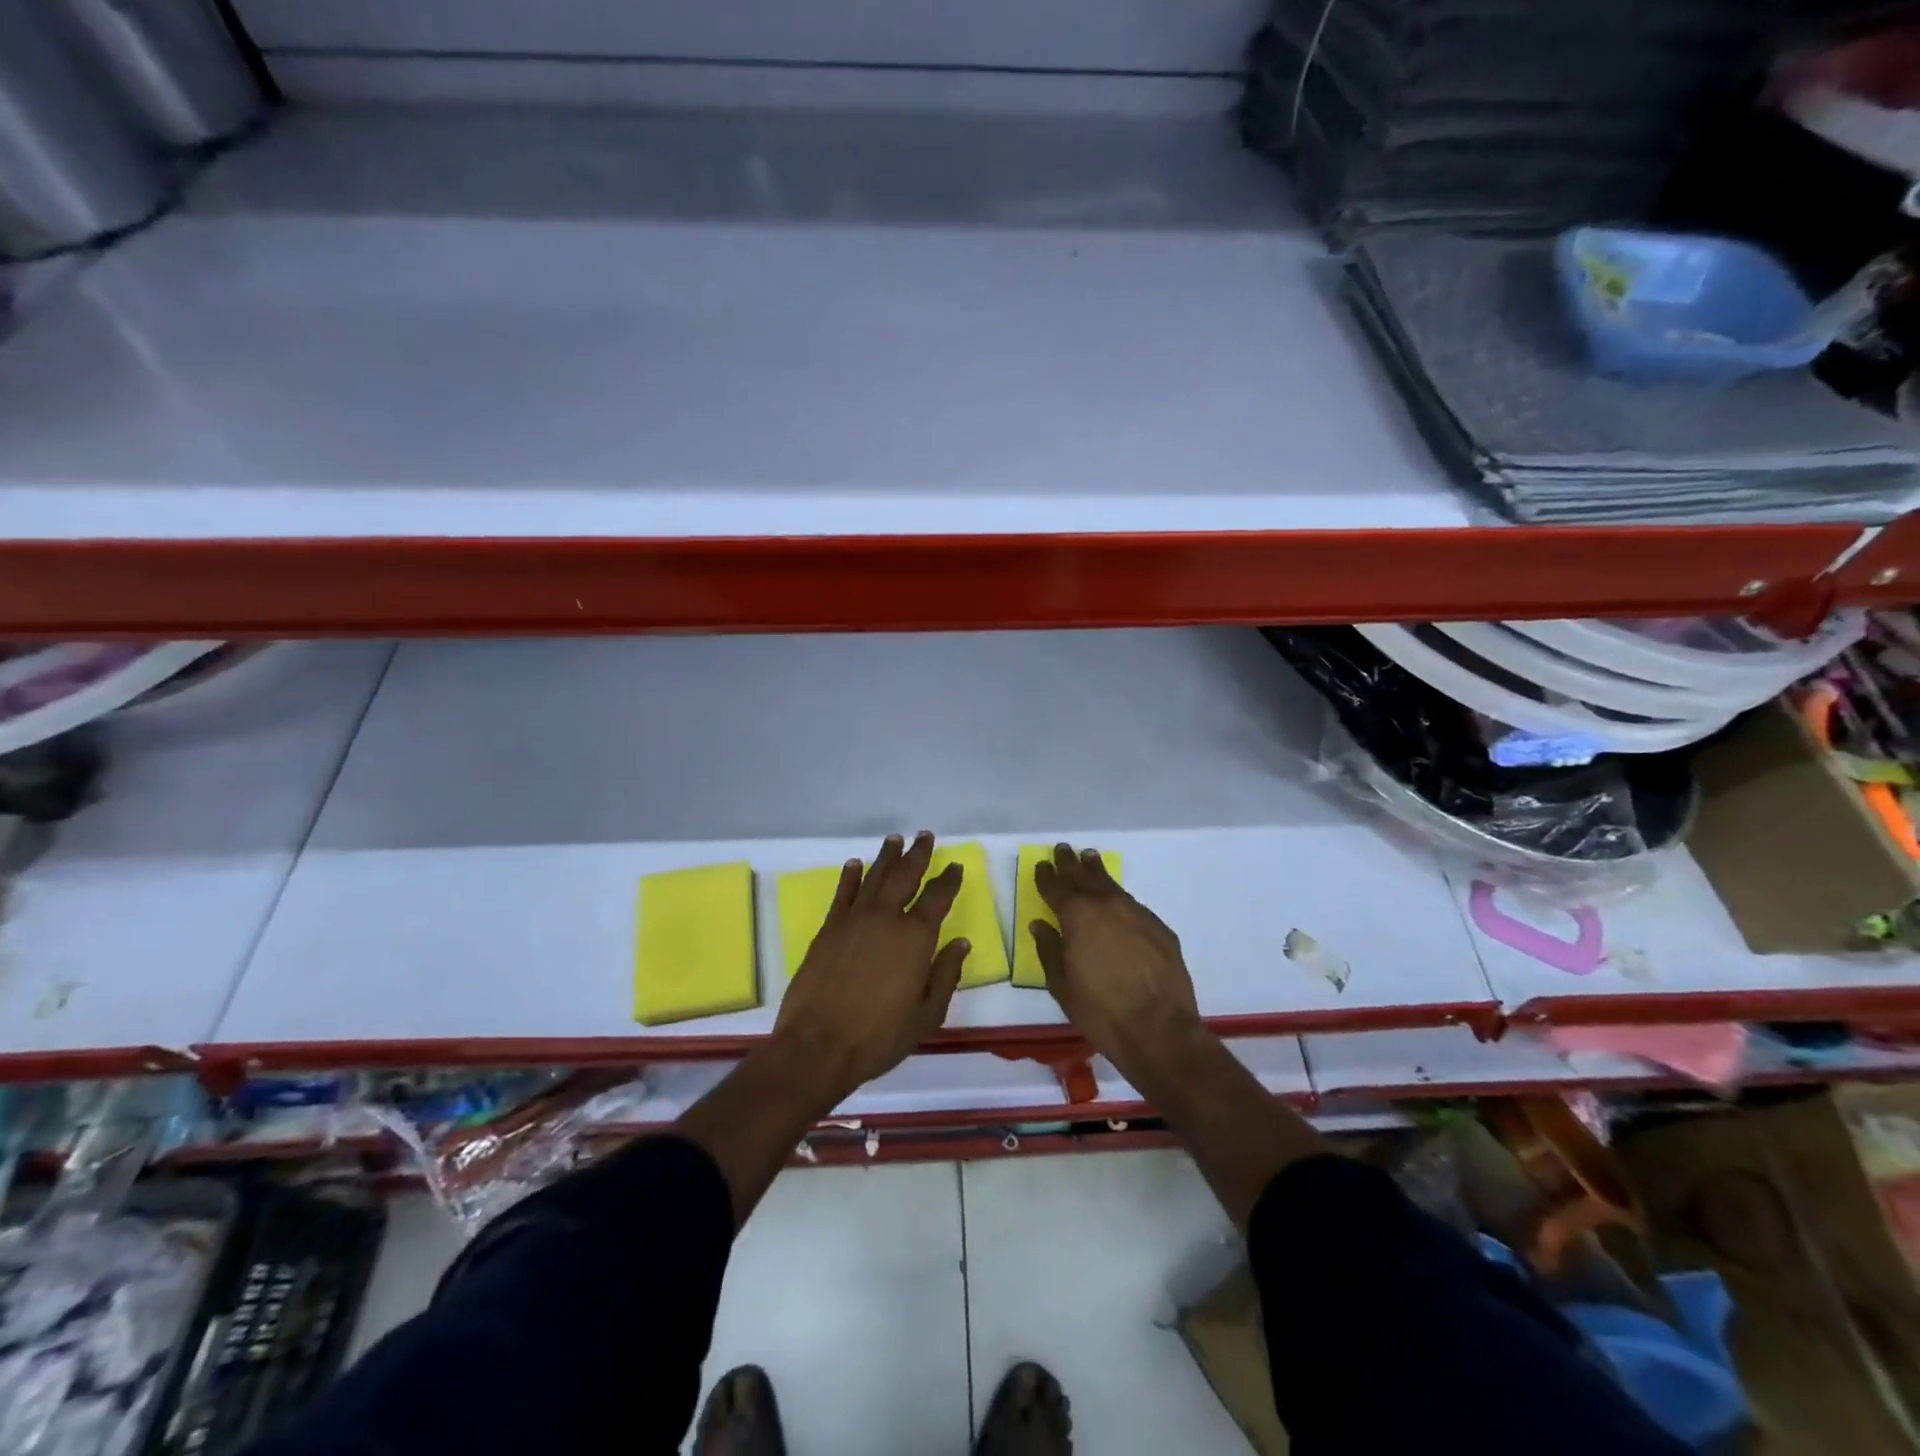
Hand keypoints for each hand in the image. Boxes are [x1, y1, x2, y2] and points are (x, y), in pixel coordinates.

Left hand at [773, 831, 967, 1105]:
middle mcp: (886, 918)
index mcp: (915, 937)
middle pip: (905, 876)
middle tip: (925, 836)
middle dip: (918, 854)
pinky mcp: (828, 929)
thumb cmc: (879, 1036)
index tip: (955, 866)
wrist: (817, 1046)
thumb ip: (946, 975)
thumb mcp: (926, 1015)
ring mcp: (853, 920)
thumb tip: (961, 943)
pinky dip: (851, 876)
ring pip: (874, 877)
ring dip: (887, 857)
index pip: (937, 898)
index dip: (948, 880)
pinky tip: (855, 864)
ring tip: (895, 839)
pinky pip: (843, 893)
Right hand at [1031, 843, 1201, 1082]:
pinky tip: (1118, 902)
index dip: (1047, 876)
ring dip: (1097, 872)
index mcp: (1077, 917)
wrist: (1159, 1029)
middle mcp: (1106, 906)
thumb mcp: (1061, 985)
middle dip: (1071, 863)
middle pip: (1084, 876)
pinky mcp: (1159, 928)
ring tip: (1090, 858)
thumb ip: (1049, 950)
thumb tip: (1040, 925)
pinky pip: (1133, 905)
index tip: (1042, 864)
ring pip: (1112, 885)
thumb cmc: (1100, 1011)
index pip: (1056, 887)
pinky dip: (1119, 899)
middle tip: (1063, 849)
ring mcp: (1137, 914)